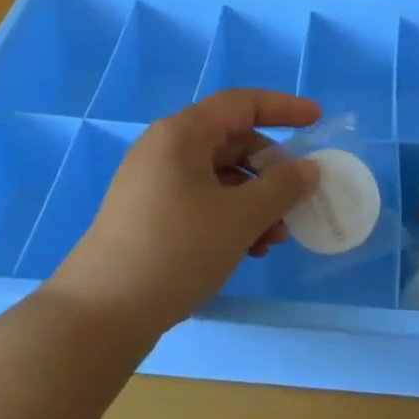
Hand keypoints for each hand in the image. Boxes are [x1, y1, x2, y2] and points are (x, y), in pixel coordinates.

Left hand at [46, 90, 321, 339]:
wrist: (100, 314)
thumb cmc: (176, 250)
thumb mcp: (240, 217)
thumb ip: (282, 187)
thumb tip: (309, 168)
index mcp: (183, 133)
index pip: (242, 103)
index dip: (284, 108)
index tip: (317, 120)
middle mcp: (165, 149)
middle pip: (232, 142)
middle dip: (271, 171)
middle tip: (297, 202)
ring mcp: (154, 183)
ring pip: (219, 177)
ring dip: (254, 201)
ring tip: (274, 240)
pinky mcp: (148, 215)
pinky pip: (201, 201)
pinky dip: (230, 217)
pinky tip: (247, 251)